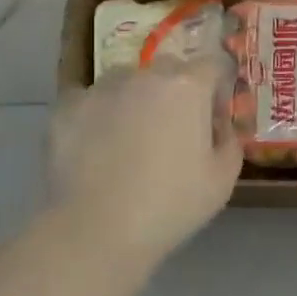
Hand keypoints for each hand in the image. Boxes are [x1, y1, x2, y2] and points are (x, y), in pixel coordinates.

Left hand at [47, 58, 242, 255]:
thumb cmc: (170, 205)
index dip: (216, 90)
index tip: (212, 120)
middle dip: (175, 93)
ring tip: (127, 142)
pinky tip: (95, 149)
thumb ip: (229, 141)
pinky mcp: (66, 107)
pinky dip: (96, 117)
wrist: (97, 230)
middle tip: (171, 133)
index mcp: (186, 87)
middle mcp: (143, 75)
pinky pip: (89, 102)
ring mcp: (100, 88)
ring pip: (125, 83)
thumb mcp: (222, 181)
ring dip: (134, 101)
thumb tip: (219, 126)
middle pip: (168, 71)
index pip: (212, 66)